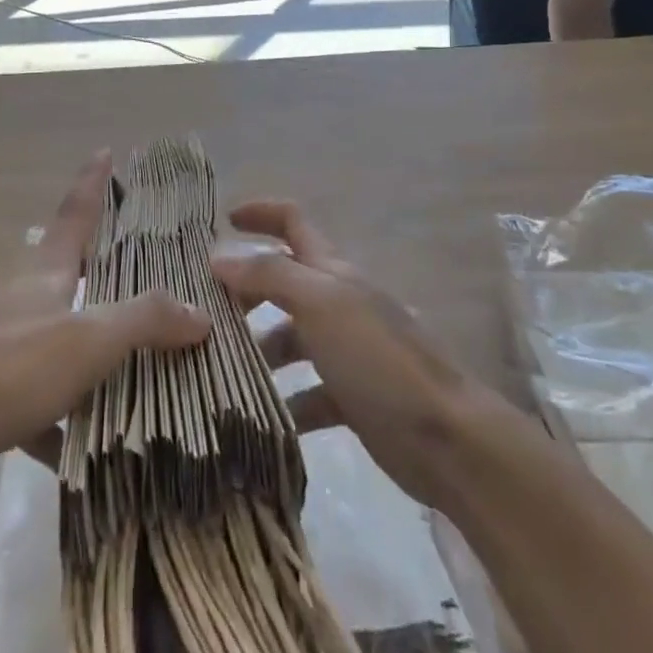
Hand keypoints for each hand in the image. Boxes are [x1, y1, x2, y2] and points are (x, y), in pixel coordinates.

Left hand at [0, 152, 209, 508]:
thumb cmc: (10, 367)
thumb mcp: (87, 339)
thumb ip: (145, 321)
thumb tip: (201, 312)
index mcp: (44, 274)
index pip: (75, 214)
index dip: (93, 182)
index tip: (106, 150)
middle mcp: (22, 302)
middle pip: (68, 274)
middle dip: (102, 270)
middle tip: (145, 269)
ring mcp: (2, 348)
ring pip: (58, 341)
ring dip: (90, 354)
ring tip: (138, 368)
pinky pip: (40, 402)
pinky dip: (64, 421)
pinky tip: (90, 450)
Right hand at [213, 200, 503, 510]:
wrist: (448, 439)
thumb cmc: (379, 359)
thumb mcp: (320, 304)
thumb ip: (269, 275)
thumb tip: (219, 256)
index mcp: (332, 272)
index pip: (293, 222)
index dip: (260, 213)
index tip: (223, 220)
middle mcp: (338, 303)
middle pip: (284, 281)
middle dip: (246, 289)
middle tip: (204, 311)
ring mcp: (347, 351)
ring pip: (290, 339)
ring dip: (258, 350)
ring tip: (218, 368)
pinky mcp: (352, 398)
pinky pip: (306, 393)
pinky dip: (282, 401)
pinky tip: (256, 419)